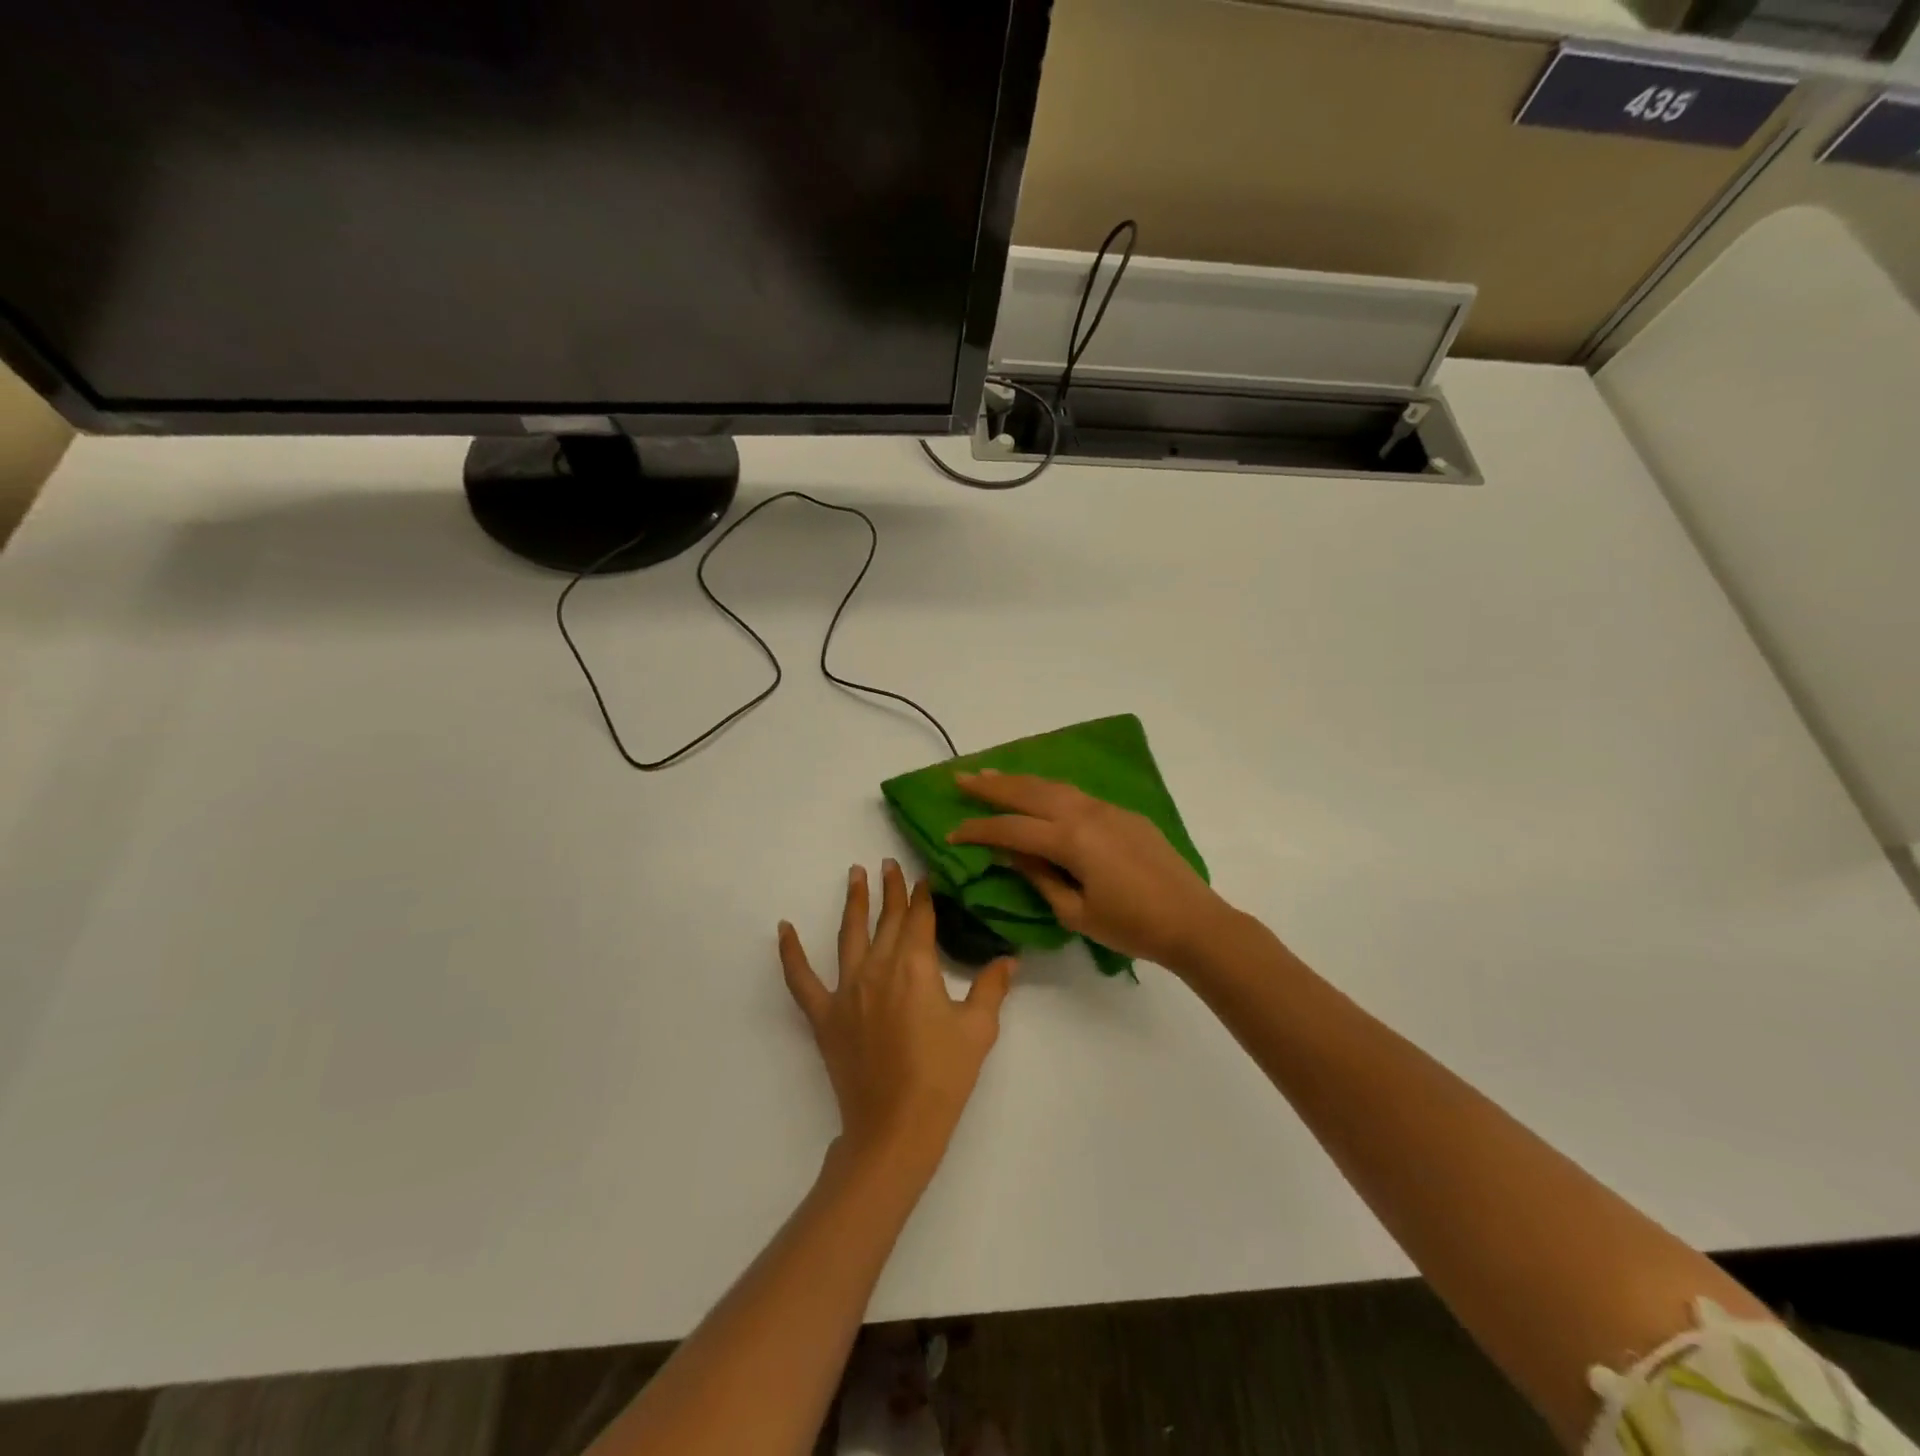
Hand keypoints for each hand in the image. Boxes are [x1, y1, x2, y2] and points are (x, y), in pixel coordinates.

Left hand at [778, 860, 1014, 1179]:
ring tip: (855, 874)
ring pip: (849, 934)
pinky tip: (783, 928)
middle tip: (889, 863)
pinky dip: (790, 953)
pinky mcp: (824, 1015)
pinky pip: (801, 979)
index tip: (924, 877)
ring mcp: (846, 989)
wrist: (896, 1127)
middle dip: (891, 890)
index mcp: (915, 966)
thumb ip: (991, 987)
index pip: (920, 919)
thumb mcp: (978, 1029)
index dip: (923, 896)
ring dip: (854, 902)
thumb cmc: (943, 1076)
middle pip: (887, 920)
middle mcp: (878, 967)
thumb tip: (1008, 959)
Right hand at [949, 771, 1230, 971]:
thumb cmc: (1132, 926)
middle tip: (961, 778)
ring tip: (991, 775)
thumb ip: (1039, 877)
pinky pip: (1075, 793)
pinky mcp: (1123, 814)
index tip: (951, 832)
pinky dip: (1048, 789)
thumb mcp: (1076, 913)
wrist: (1193, 921)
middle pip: (1029, 792)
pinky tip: (1038, 792)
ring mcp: (1107, 809)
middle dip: (992, 786)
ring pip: (1053, 785)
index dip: (978, 830)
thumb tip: (1011, 852)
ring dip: (1019, 780)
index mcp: (1071, 840)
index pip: (1012, 828)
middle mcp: (1085, 814)